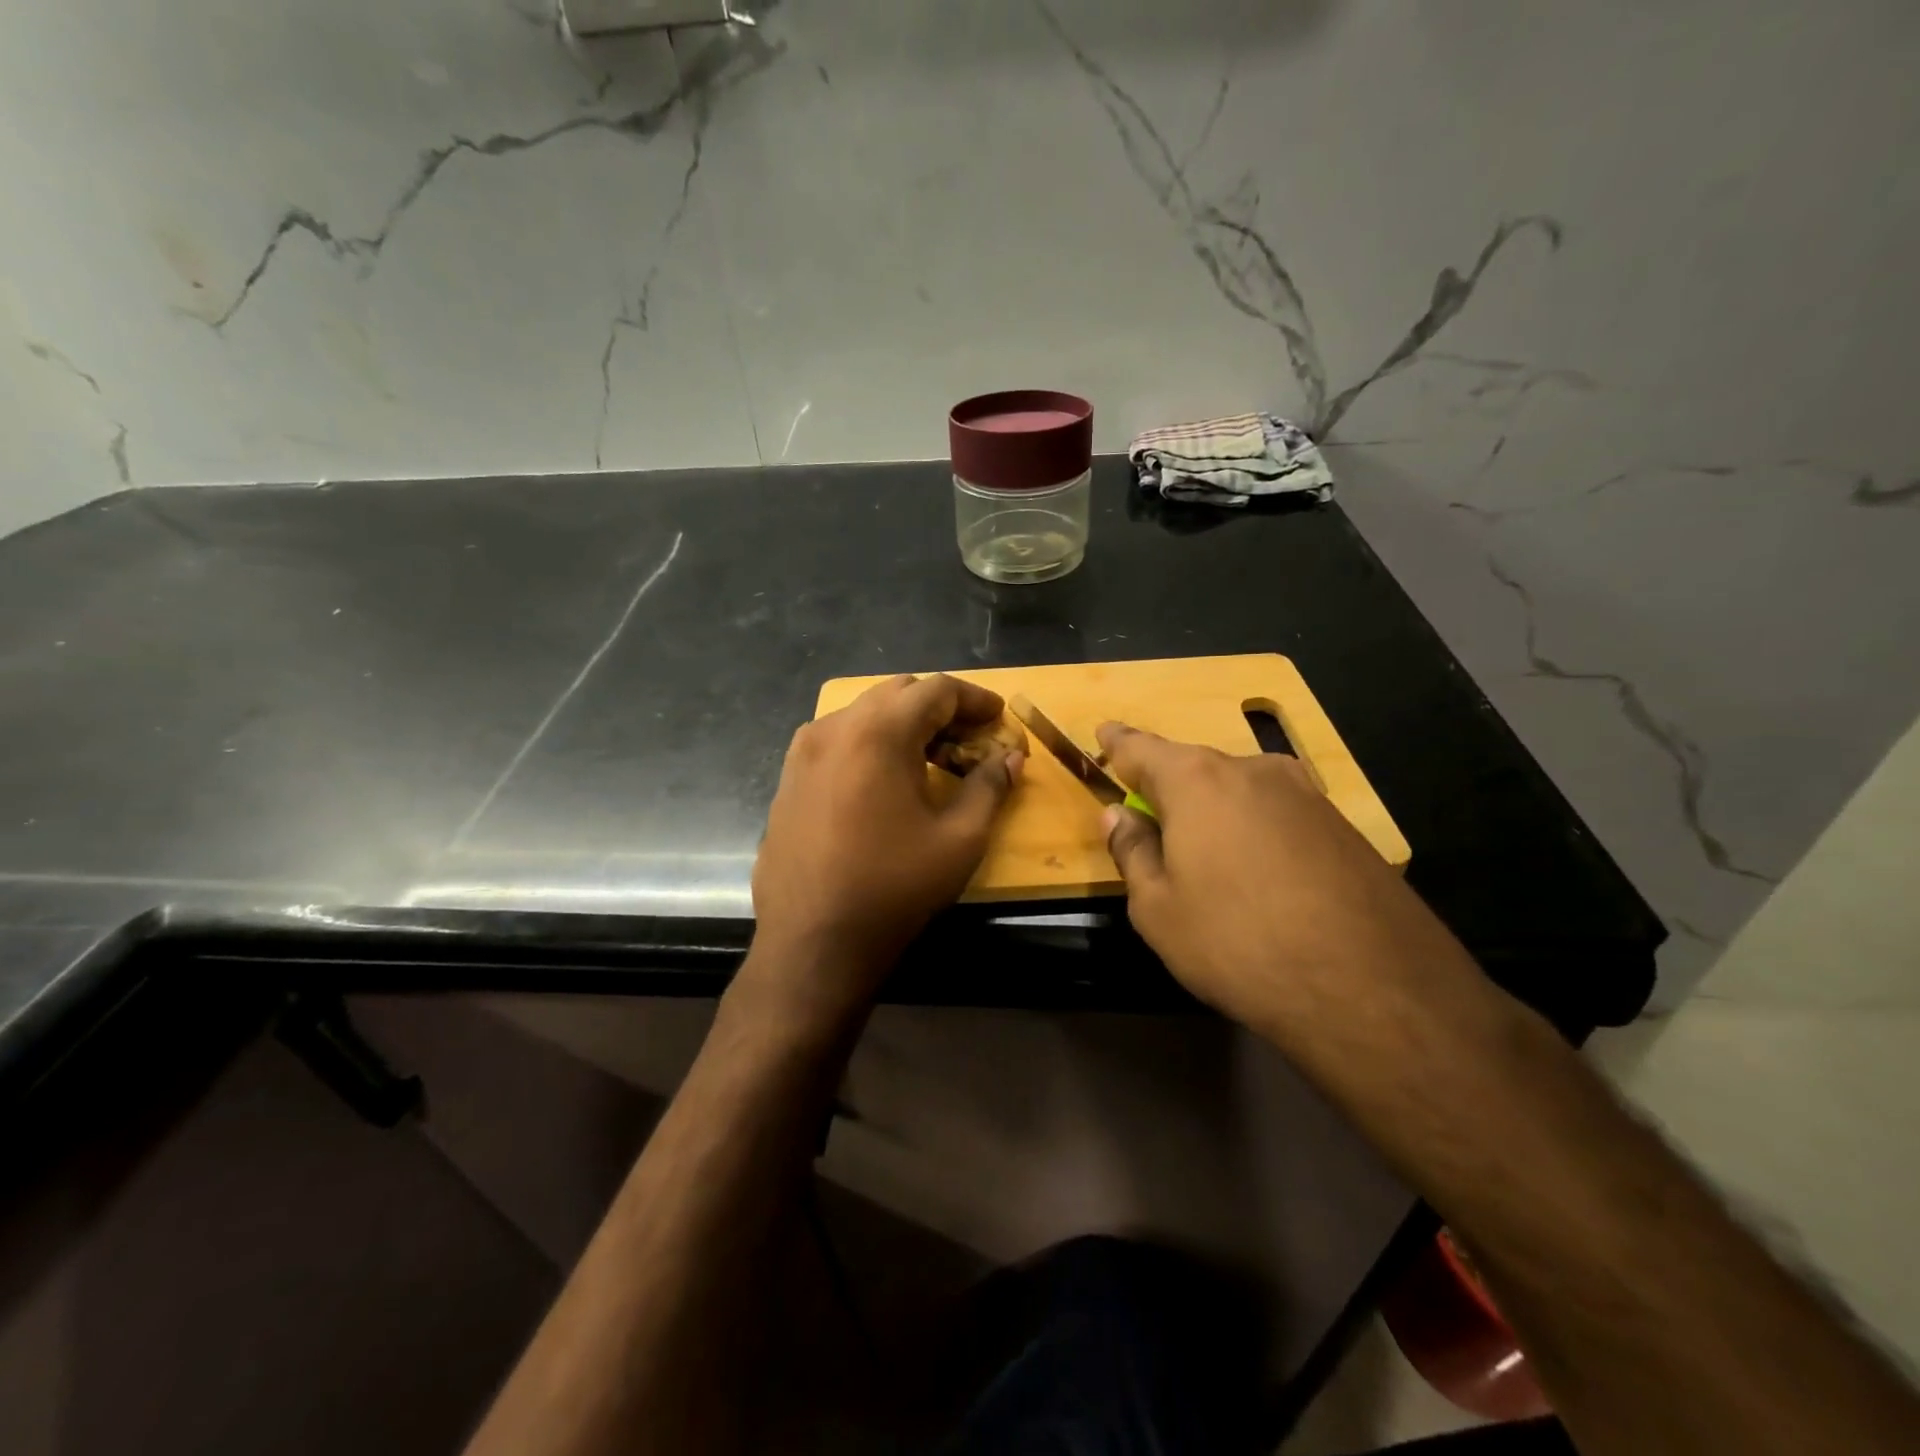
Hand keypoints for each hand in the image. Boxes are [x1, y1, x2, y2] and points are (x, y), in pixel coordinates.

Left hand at [750, 674, 1023, 1016]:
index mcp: (878, 732)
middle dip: (939, 708)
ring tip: (930, 758)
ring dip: (903, 724)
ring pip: (863, 714)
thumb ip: (989, 786)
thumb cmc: (894, 888)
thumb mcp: (959, 839)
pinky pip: (838, 740)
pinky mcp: (788, 778)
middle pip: (897, 694)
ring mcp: (803, 752)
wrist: (812, 942)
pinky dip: (870, 743)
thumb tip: (1010, 757)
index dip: (974, 699)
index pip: (935, 690)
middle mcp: (835, 728)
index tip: (999, 717)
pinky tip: (885, 780)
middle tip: (969, 739)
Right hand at [1095, 722, 1470, 1040]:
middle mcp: (1252, 771)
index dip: (1118, 744)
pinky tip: (1259, 876)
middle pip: (1194, 768)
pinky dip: (1254, 831)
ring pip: (1239, 792)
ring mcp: (1304, 794)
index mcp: (1196, 780)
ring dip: (1215, 812)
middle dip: (1168, 788)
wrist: (1371, 987)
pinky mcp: (1341, 825)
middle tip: (1151, 820)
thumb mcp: (1158, 909)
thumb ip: (1132, 851)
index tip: (1104, 734)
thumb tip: (1120, 815)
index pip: (1141, 748)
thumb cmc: (1238, 942)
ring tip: (1207, 860)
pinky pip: (1277, 814)